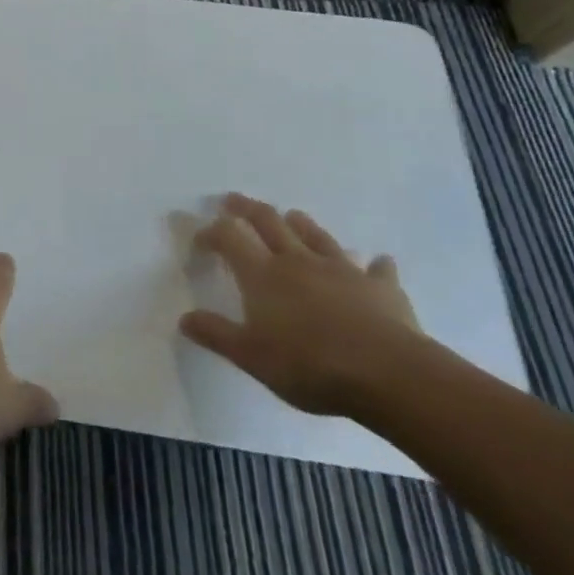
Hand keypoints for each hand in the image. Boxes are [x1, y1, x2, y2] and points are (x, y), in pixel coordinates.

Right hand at [180, 192, 423, 416]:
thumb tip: (184, 318)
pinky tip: (378, 261)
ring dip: (300, 223)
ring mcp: (342, 269)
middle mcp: (297, 260)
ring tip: (292, 215)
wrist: (389, 374)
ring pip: (316, 235)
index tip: (201, 240)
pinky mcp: (380, 288)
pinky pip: (376, 269)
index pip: (229, 237)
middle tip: (233, 200)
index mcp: (263, 273)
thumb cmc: (310, 365)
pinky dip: (374, 264)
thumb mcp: (251, 357)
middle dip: (247, 208)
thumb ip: (217, 334)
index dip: (212, 233)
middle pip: (268, 221)